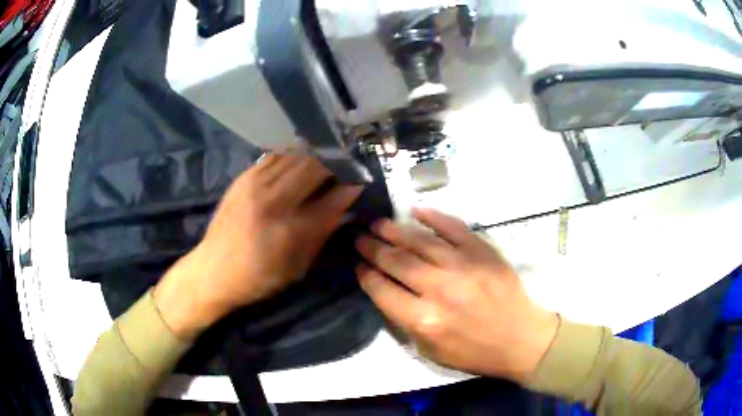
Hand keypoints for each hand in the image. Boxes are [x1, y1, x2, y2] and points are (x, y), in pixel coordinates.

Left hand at [154, 155, 362, 338]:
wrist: (212, 270)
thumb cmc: (258, 277)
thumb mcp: (297, 266)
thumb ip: (322, 232)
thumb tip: (344, 204)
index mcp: (290, 230)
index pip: (333, 196)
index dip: (352, 185)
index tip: (361, 180)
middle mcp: (273, 200)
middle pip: (315, 165)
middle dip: (337, 163)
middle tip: (346, 167)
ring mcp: (255, 184)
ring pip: (296, 155)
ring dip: (316, 155)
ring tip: (326, 160)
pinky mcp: (243, 177)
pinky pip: (276, 156)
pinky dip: (294, 156)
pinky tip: (300, 161)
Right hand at [356, 208, 557, 382]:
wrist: (520, 338)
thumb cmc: (474, 351)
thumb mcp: (430, 351)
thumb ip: (404, 322)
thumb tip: (385, 290)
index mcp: (424, 320)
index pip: (381, 289)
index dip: (365, 275)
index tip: (359, 265)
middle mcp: (439, 289)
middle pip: (396, 261)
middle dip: (373, 248)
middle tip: (361, 238)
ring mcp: (463, 266)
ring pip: (419, 240)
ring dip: (394, 229)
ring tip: (379, 223)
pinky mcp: (482, 251)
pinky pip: (453, 227)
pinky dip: (432, 216)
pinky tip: (416, 211)